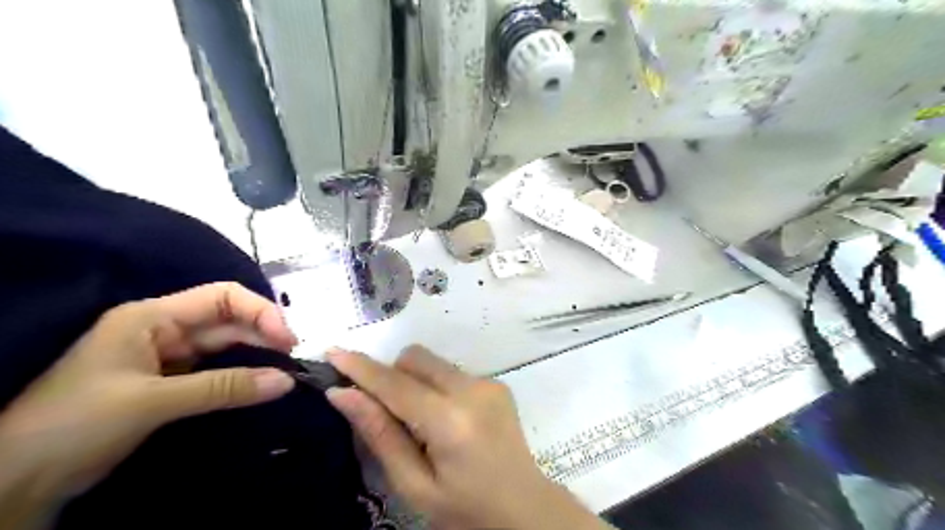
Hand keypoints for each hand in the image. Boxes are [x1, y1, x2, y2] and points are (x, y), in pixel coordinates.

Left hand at [1, 284, 298, 511]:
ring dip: (256, 355)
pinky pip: (217, 370)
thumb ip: (223, 388)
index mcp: (152, 317)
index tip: (287, 339)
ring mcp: (167, 356)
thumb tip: (286, 381)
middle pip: (229, 320)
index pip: (222, 297)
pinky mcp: (171, 381)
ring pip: (226, 345)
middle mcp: (164, 329)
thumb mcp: (152, 402)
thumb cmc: (74, 425)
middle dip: (264, 334)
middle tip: (294, 358)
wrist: (14, 482)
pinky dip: (241, 375)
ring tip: (285, 370)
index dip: (260, 311)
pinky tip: (261, 382)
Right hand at [327, 345, 612, 527]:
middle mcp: (472, 389)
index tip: (332, 352)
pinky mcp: (496, 383)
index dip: (361, 367)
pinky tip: (446, 420)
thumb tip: (343, 394)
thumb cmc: (465, 509)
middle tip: (385, 410)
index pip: (395, 383)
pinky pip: (451, 372)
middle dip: (391, 375)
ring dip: (414, 381)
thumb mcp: (415, 485)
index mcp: (450, 420)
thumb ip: (380, 435)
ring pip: (433, 362)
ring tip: (420, 422)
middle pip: (415, 358)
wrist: (525, 507)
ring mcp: (488, 382)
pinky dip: (436, 387)